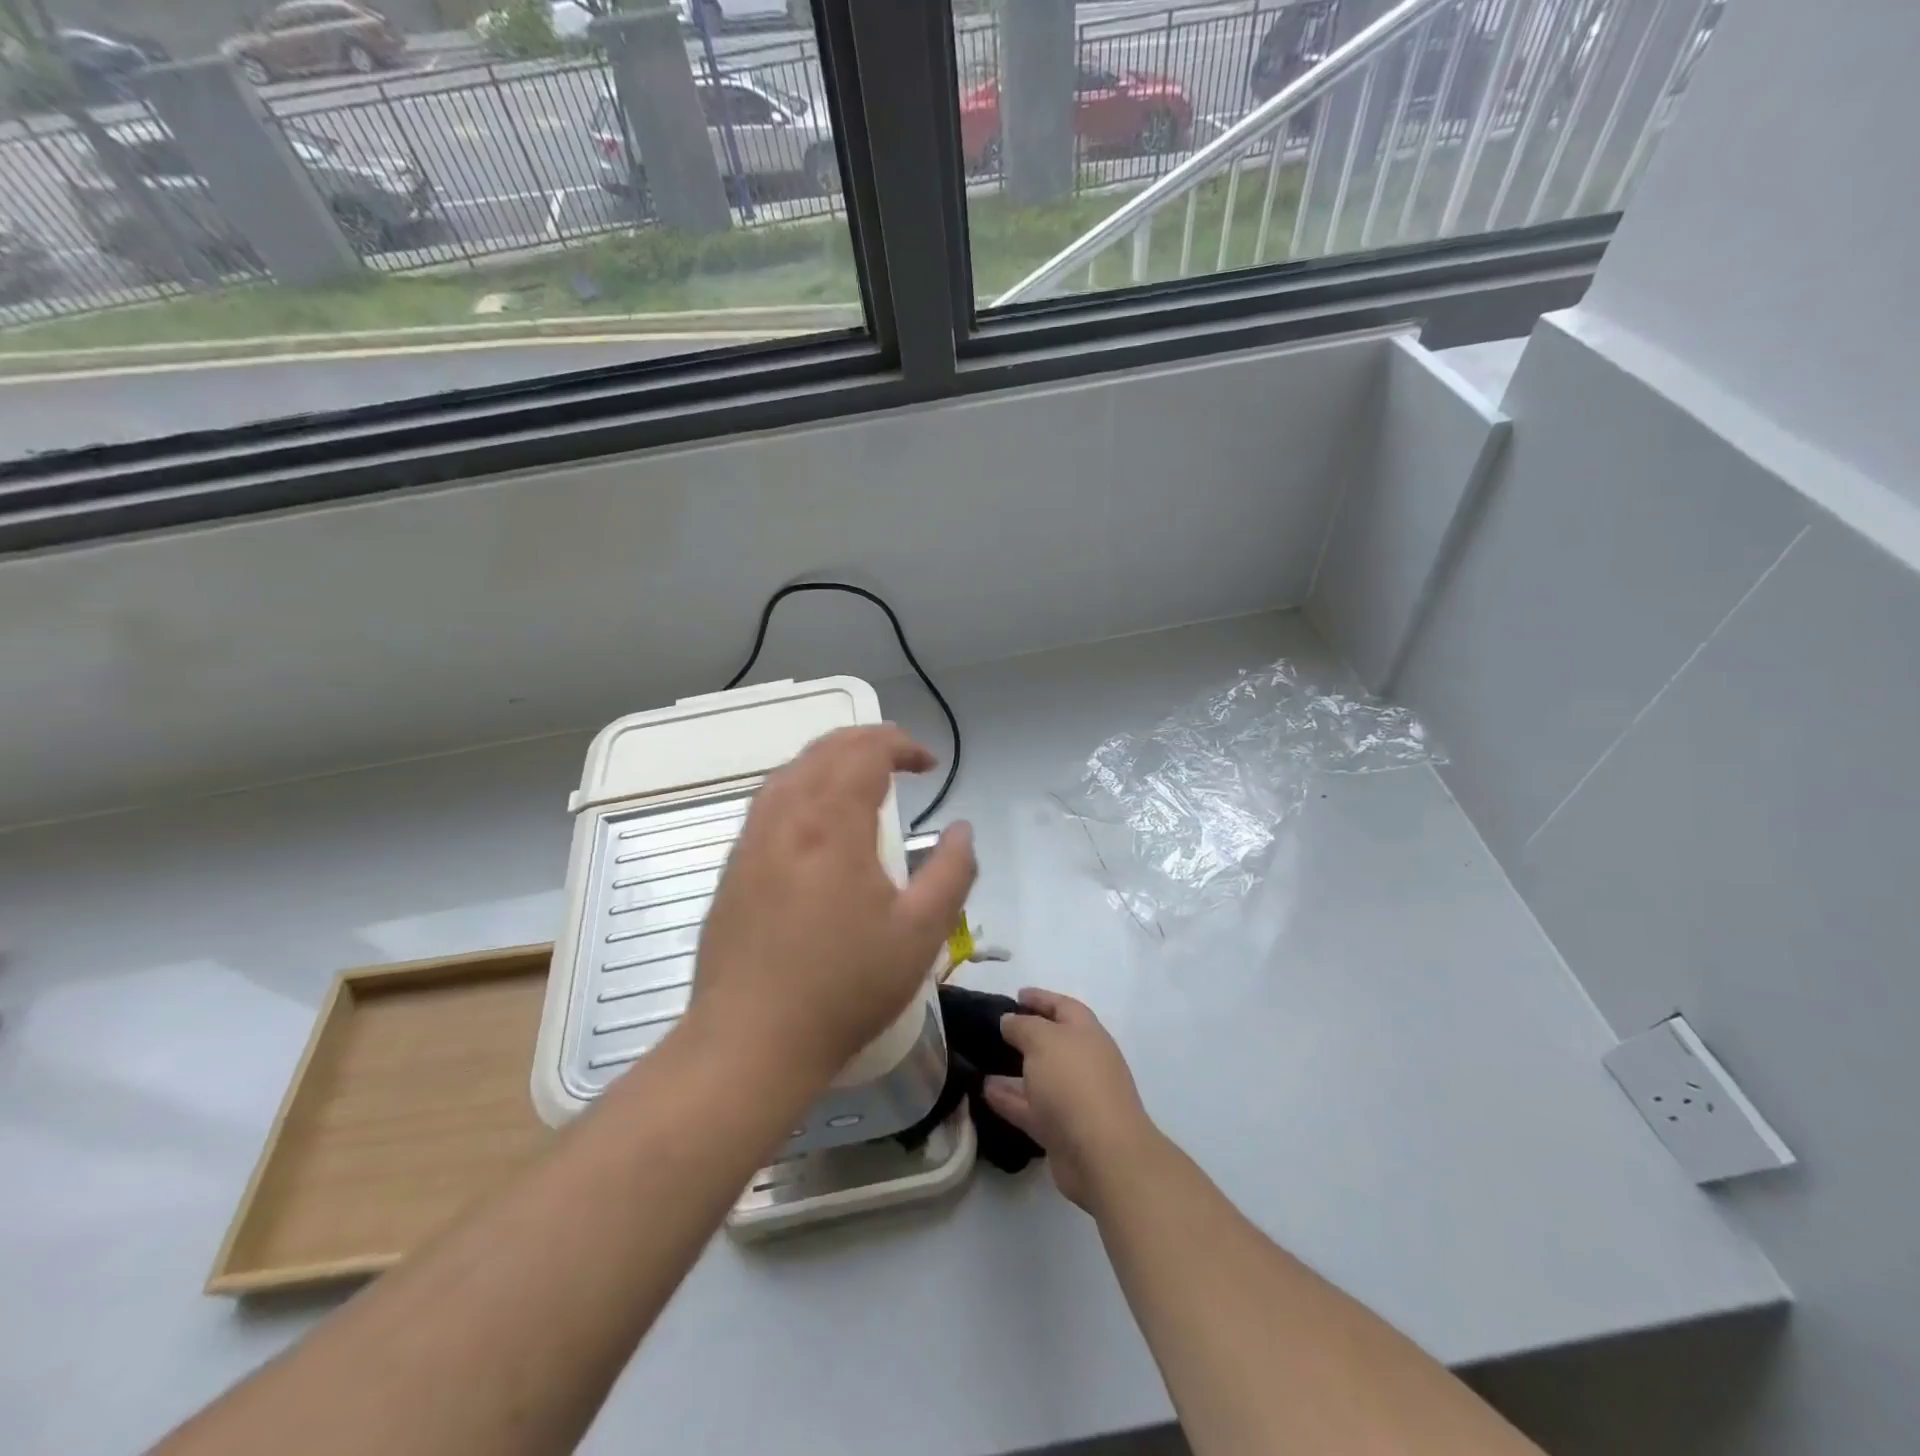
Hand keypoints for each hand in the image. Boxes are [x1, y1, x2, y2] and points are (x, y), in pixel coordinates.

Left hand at [687, 725, 975, 1086]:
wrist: (751, 1042)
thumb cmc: (845, 987)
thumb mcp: (921, 934)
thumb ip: (953, 873)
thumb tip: (962, 831)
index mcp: (831, 823)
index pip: (865, 752)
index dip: (901, 745)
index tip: (928, 764)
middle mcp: (785, 817)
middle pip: (824, 751)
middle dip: (867, 742)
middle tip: (900, 758)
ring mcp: (751, 841)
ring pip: (790, 771)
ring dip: (830, 760)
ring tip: (860, 777)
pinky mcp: (733, 868)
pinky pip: (769, 802)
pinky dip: (801, 786)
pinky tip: (814, 817)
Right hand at [985, 988, 1158, 1212]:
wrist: (1102, 1154)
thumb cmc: (1074, 1082)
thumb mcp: (1043, 1040)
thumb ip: (1022, 1026)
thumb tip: (1009, 1021)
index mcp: (1086, 1033)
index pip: (1063, 1006)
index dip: (1041, 998)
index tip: (1016, 994)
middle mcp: (1083, 1062)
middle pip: (1052, 1042)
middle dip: (1026, 1035)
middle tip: (995, 1029)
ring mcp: (1073, 1098)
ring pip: (1039, 1078)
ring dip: (1013, 1070)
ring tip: (982, 1062)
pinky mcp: (1061, 1130)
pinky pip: (1030, 1108)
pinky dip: (1009, 1099)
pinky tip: (985, 1091)